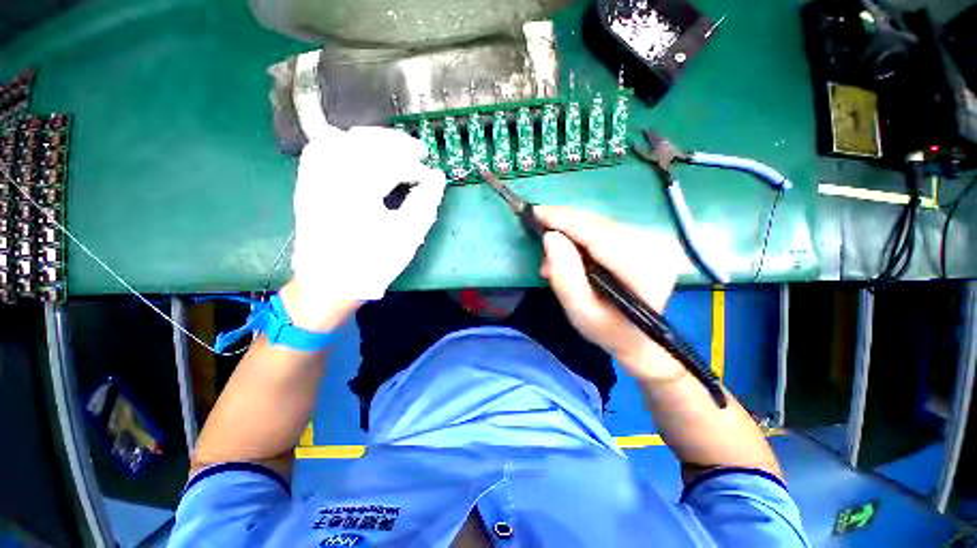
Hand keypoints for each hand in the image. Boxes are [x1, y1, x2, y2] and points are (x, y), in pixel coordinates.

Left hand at [290, 127, 446, 321]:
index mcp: (358, 189)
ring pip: (343, 138)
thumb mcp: (406, 236)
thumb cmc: (372, 262)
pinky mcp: (307, 183)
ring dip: (372, 138)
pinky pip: (320, 148)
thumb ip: (425, 203)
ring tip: (393, 147)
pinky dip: (342, 142)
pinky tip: (356, 149)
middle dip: (397, 143)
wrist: (329, 283)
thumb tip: (438, 178)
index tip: (430, 177)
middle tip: (419, 151)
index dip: (416, 168)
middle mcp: (331, 174)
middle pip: (367, 142)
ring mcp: (314, 177)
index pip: (392, 163)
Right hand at [534, 206, 684, 383]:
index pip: (599, 236)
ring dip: (570, 228)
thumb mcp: (579, 312)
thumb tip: (550, 237)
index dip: (565, 221)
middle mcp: (653, 250)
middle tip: (535, 227)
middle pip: (600, 224)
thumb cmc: (608, 331)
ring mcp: (651, 243)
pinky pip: (605, 227)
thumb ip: (565, 276)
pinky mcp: (643, 241)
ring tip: (550, 249)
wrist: (640, 340)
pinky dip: (581, 232)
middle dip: (564, 222)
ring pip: (601, 222)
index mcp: (643, 273)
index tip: (535, 212)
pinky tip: (567, 247)